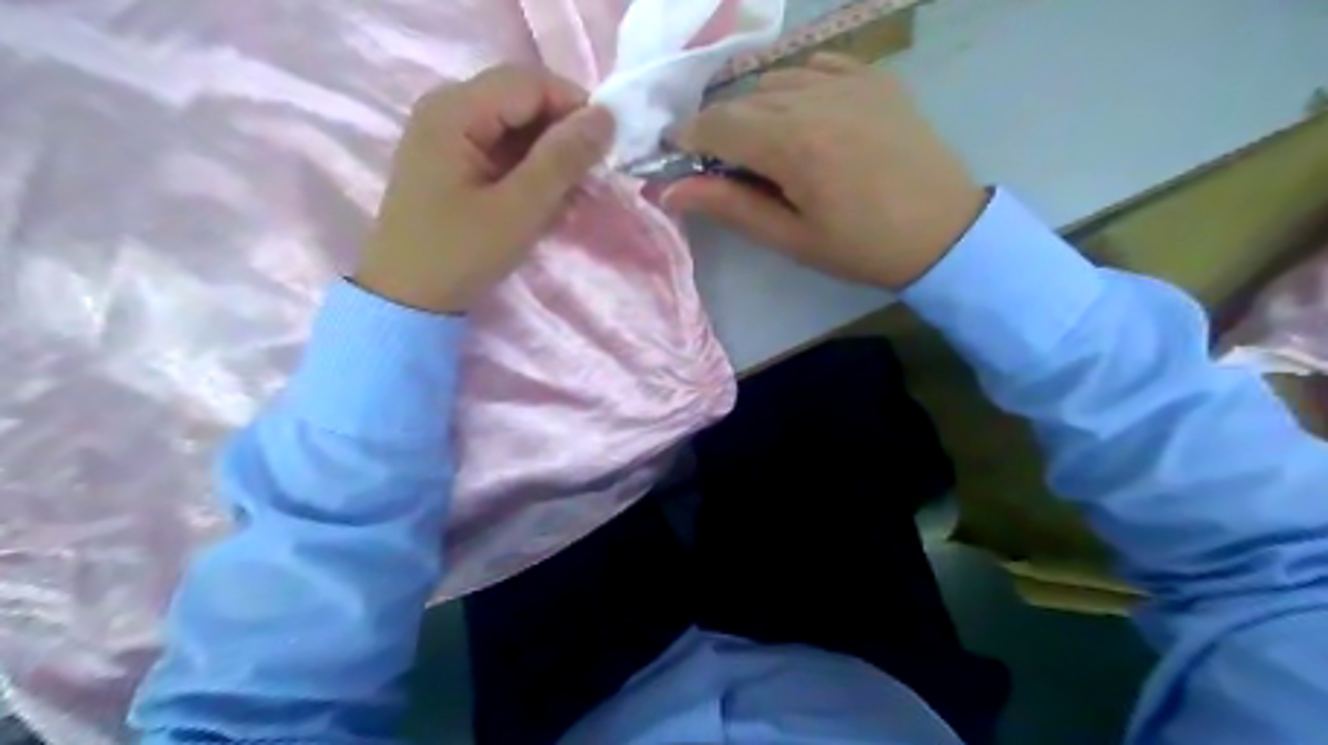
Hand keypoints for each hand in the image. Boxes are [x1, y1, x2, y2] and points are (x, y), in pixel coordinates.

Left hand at [355, 65, 619, 316]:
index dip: (574, 107)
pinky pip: (501, 148)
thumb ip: (562, 159)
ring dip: (549, 154)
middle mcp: (446, 109)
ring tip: (571, 194)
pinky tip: (545, 199)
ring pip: (515, 125)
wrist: (406, 299)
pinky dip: (529, 168)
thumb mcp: (519, 209)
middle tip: (590, 175)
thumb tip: (606, 117)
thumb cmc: (459, 254)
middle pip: (521, 99)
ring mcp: (446, 135)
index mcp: (454, 111)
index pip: (530, 83)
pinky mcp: (452, 161)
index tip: (606, 149)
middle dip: (562, 133)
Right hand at [670, 54, 979, 288]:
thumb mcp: (791, 238)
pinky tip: (803, 115)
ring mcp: (850, 81)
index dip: (689, 137)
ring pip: (776, 80)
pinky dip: (796, 86)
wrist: (944, 232)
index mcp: (792, 144)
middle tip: (727, 165)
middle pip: (742, 99)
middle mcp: (815, 98)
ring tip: (767, 145)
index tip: (680, 157)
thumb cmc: (861, 247)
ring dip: (756, 109)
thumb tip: (670, 190)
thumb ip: (730, 207)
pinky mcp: (875, 78)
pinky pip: (817, 66)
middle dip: (721, 128)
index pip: (717, 124)